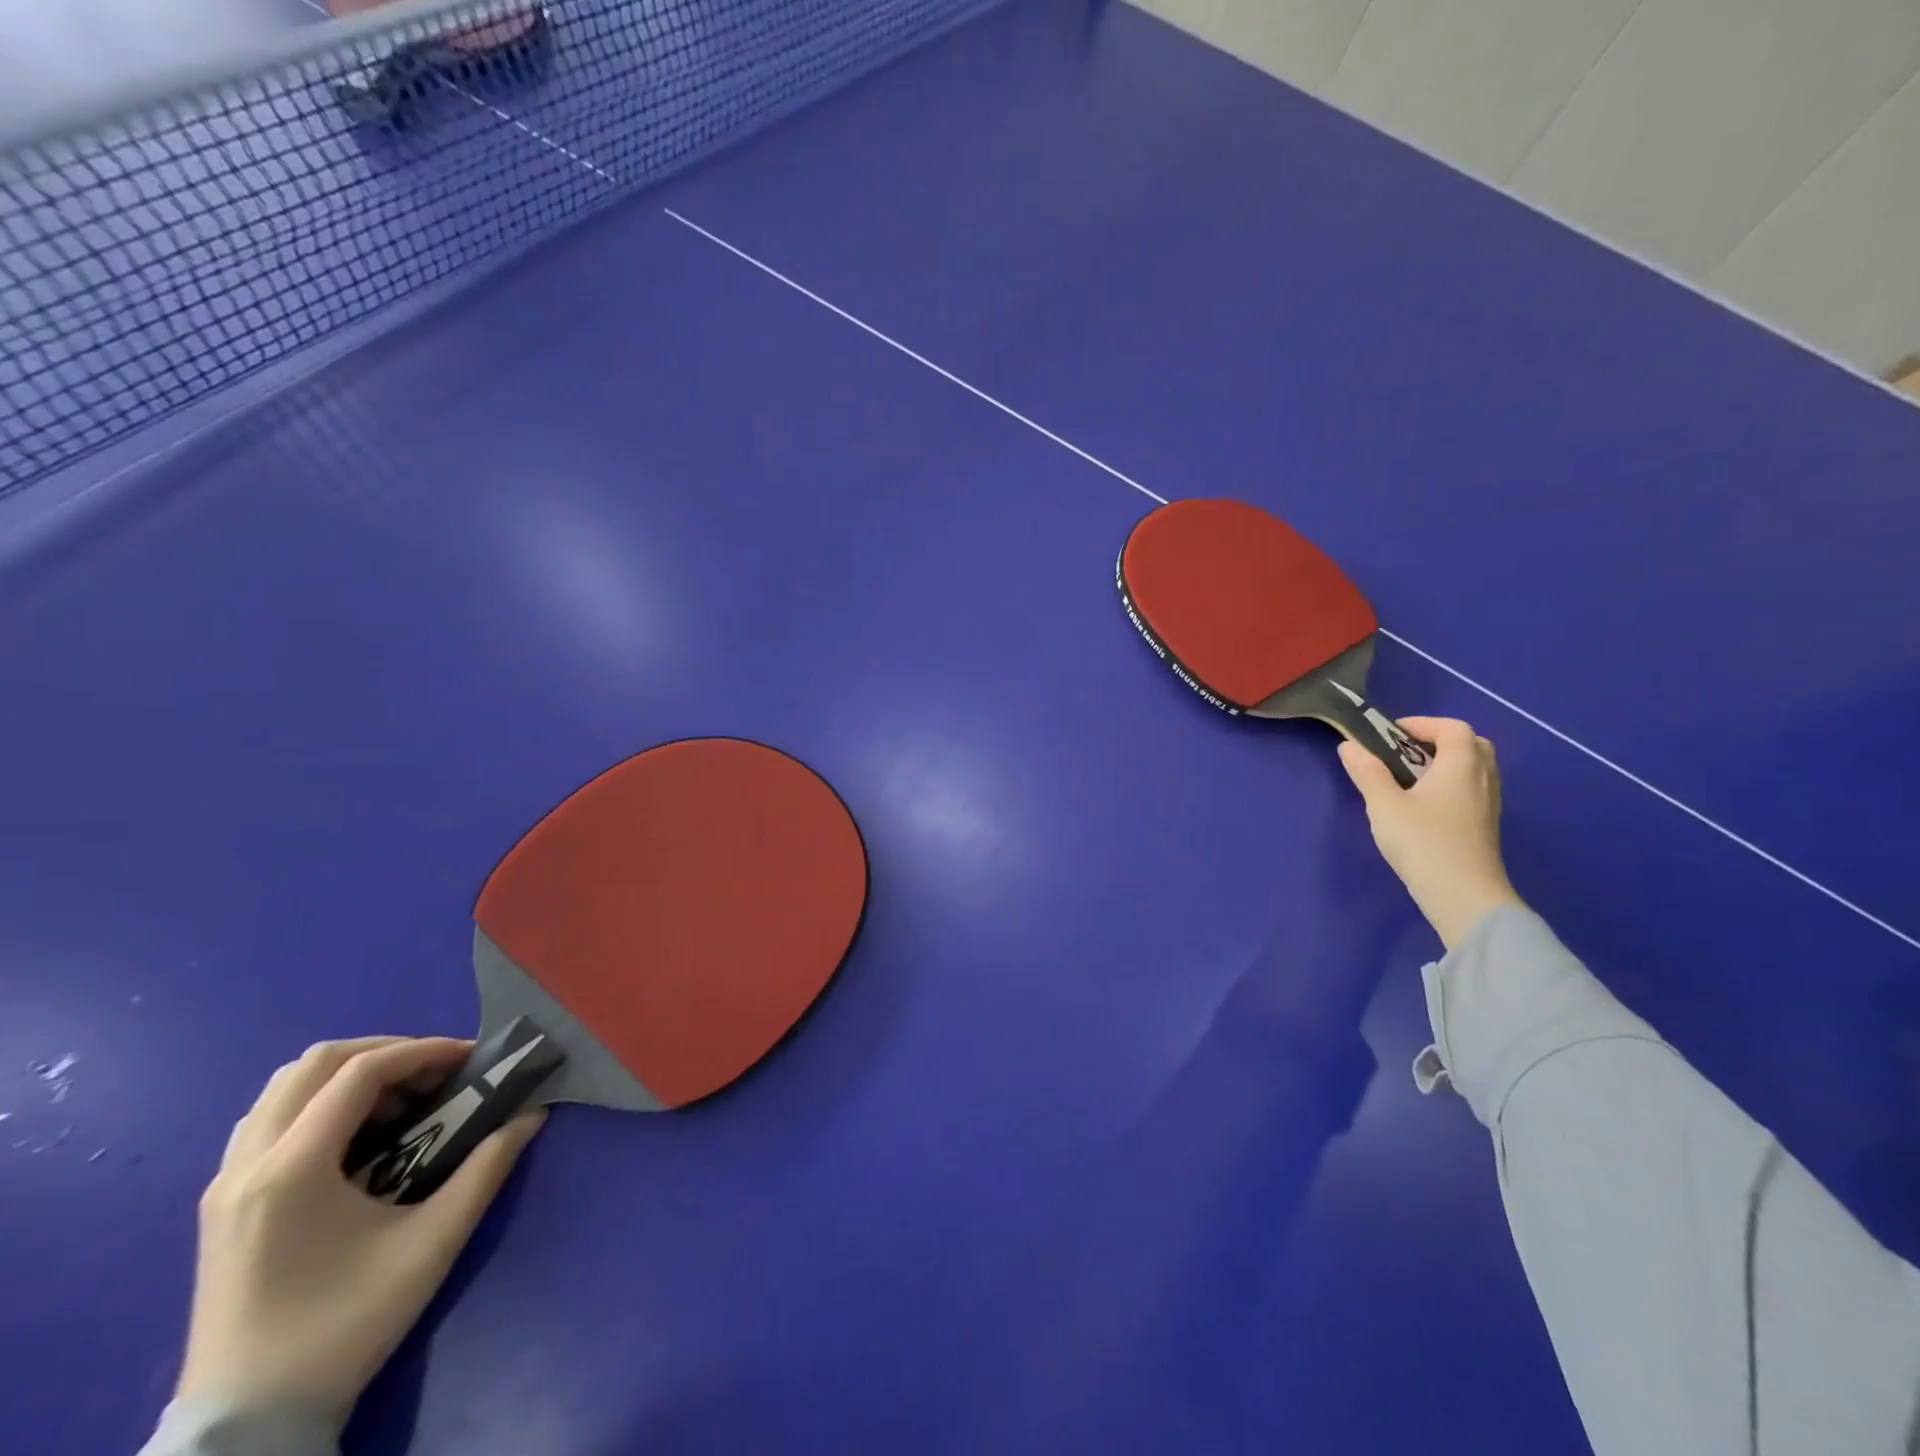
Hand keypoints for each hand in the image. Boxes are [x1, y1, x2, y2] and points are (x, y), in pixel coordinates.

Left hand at [177, 1037, 545, 1425]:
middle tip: (436, 1073)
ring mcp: (225, 1185)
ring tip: (402, 1100)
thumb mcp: (433, 1243)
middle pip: (314, 1064)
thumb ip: (487, 1168)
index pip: (359, 1073)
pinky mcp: (221, 1205)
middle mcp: (247, 1165)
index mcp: (292, 1170)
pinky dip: (321, 1103)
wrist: (249, 1423)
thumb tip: (531, 1114)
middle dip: (386, 1052)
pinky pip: (269, 1120)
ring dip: (350, 1075)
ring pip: (284, 1088)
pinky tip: (360, 1135)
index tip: (471, 1059)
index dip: (423, 1051)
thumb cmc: (345, 1326)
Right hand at [1338, 717, 1524, 951]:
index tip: (1389, 735)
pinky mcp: (1485, 826)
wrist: (1464, 897)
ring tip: (1409, 779)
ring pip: (1474, 769)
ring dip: (1444, 764)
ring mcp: (1489, 804)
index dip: (1422, 724)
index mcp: (1461, 766)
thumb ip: (1367, 772)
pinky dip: (1451, 785)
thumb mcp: (1384, 805)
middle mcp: (1482, 779)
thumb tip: (1350, 745)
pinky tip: (1424, 806)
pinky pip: (1472, 790)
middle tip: (1404, 754)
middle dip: (1437, 741)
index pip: (1452, 728)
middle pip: (1470, 745)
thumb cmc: (1424, 843)